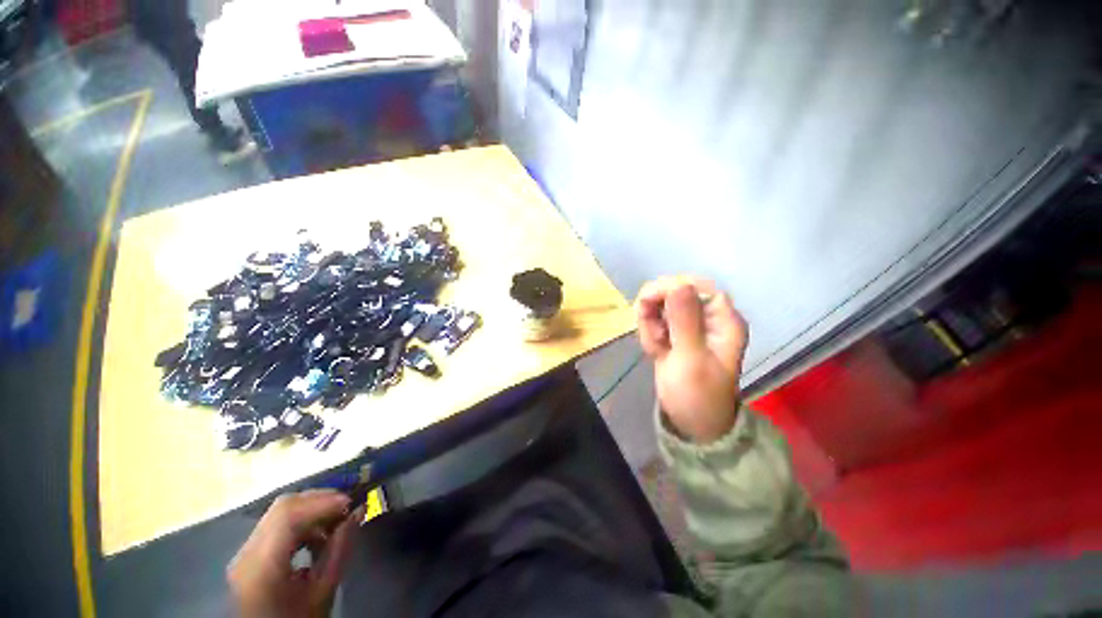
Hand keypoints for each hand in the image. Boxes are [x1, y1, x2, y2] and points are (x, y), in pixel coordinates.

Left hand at [228, 491, 360, 617]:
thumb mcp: (324, 591)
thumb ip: (340, 549)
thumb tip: (359, 510)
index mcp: (261, 565)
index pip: (288, 515)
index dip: (323, 501)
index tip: (352, 502)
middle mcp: (247, 552)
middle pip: (283, 508)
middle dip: (320, 500)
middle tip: (348, 506)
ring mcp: (245, 552)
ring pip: (281, 513)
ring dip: (313, 510)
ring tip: (337, 522)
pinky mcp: (250, 555)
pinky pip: (277, 525)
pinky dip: (302, 522)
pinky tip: (319, 536)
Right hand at [636, 276, 748, 443]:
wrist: (690, 422)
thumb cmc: (697, 395)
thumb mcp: (691, 359)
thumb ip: (684, 321)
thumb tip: (678, 284)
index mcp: (723, 319)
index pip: (697, 285)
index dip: (671, 287)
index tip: (649, 301)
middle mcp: (708, 315)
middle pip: (676, 290)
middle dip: (657, 310)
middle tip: (655, 336)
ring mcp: (689, 323)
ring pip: (660, 304)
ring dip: (650, 324)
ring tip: (657, 348)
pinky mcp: (674, 332)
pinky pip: (653, 319)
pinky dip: (648, 333)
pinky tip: (655, 351)